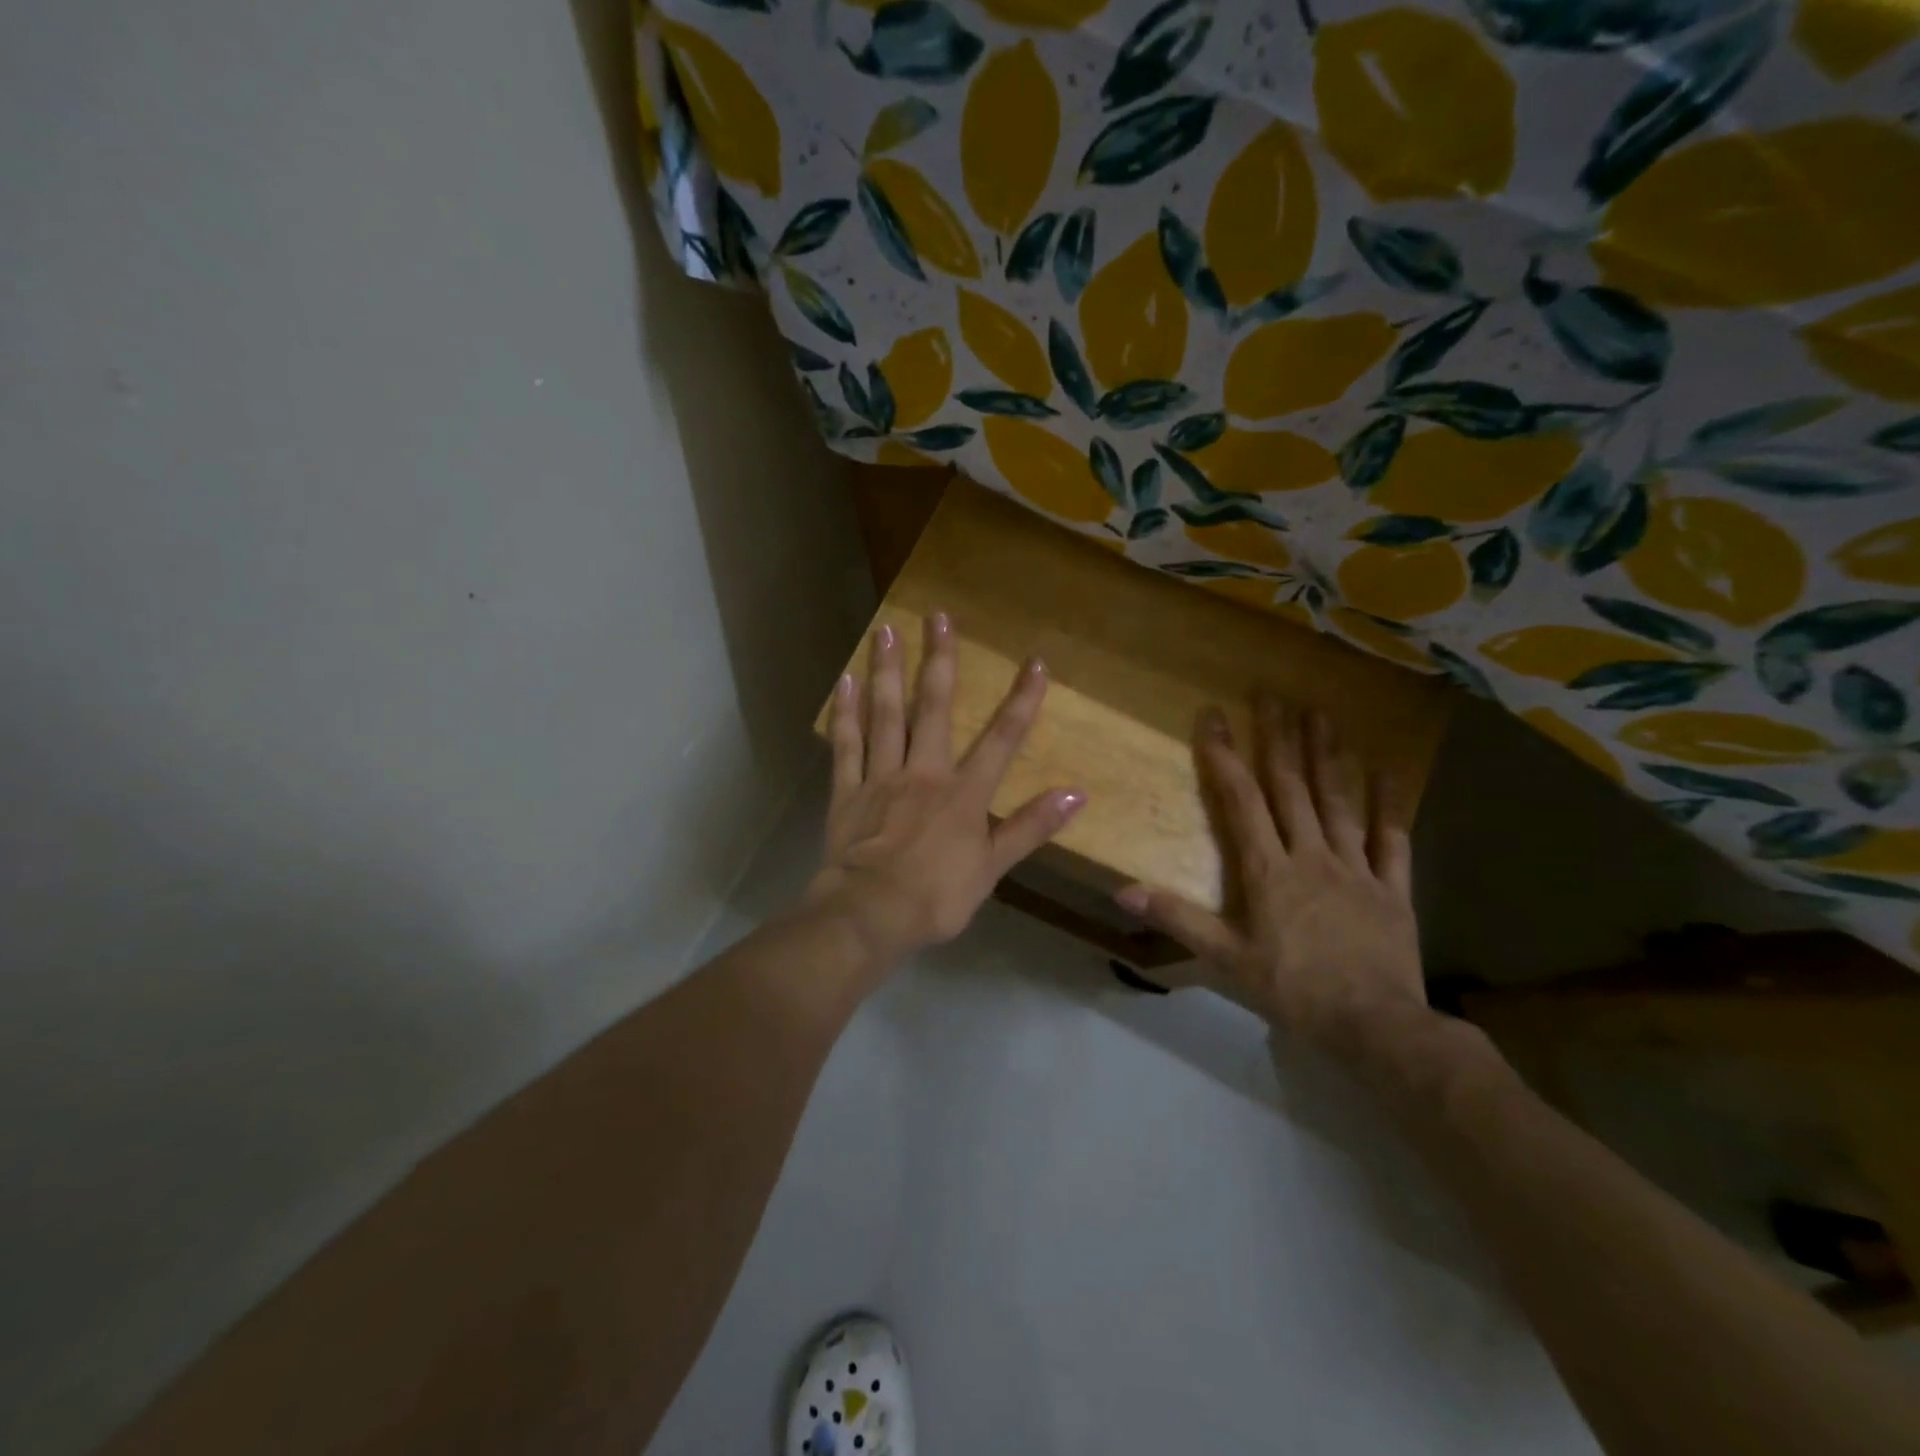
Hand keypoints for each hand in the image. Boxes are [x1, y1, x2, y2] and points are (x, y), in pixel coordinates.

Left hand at [805, 612, 1084, 966]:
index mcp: (963, 792)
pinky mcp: (847, 791)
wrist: (870, 914)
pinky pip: (846, 745)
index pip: (1001, 738)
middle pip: (933, 707)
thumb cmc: (937, 896)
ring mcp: (881, 777)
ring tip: (886, 630)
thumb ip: (1031, 826)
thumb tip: (1076, 792)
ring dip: (887, 671)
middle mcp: (923, 772)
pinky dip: (845, 713)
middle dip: (940, 660)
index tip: (1036, 662)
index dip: (1022, 700)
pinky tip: (846, 682)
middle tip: (938, 615)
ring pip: (885, 715)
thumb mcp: (993, 867)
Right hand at [1116, 694, 1427, 1059]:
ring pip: (1339, 801)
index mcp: (1269, 870)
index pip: (1241, 801)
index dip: (1225, 756)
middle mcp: (1311, 855)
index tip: (1214, 716)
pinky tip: (1389, 769)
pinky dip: (1389, 803)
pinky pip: (1392, 838)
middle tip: (1273, 695)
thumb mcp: (1226, 960)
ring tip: (1322, 713)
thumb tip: (1122, 891)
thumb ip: (1178, 919)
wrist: (1377, 1028)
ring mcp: (1356, 867)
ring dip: (1328, 755)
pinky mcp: (1392, 888)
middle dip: (1279, 738)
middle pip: (1291, 787)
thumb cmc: (1294, 991)